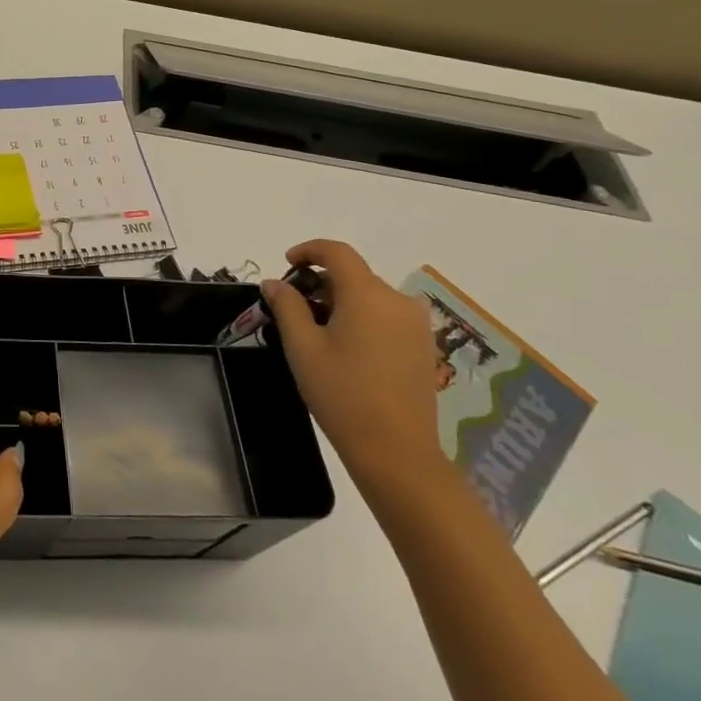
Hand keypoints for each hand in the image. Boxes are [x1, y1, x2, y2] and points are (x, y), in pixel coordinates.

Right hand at [259, 240, 446, 488]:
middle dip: (322, 283)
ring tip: (319, 334)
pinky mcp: (424, 347)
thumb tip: (275, 282)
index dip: (309, 250)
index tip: (287, 264)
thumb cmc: (342, 394)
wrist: (396, 451)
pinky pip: (387, 317)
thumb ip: (287, 306)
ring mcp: (416, 325)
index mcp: (367, 295)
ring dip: (342, 302)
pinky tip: (347, 350)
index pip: (338, 252)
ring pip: (371, 297)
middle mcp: (397, 301)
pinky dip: (363, 319)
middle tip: (295, 310)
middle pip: (354, 275)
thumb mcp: (302, 347)